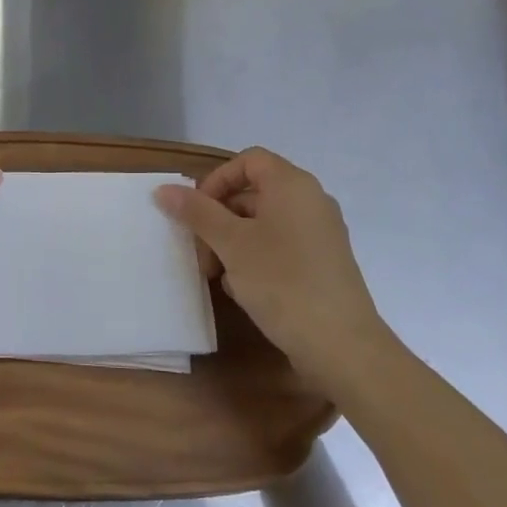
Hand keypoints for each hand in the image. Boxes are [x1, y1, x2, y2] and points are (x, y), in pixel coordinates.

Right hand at [154, 148, 389, 390]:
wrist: (343, 346)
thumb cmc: (282, 282)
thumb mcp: (231, 244)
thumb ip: (197, 212)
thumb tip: (164, 189)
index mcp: (292, 185)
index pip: (248, 160)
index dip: (217, 180)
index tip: (196, 212)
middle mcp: (311, 201)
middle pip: (253, 193)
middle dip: (219, 219)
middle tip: (201, 253)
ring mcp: (320, 233)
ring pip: (264, 223)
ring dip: (233, 243)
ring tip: (219, 277)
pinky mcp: (323, 263)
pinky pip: (281, 246)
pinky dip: (257, 259)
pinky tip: (244, 290)